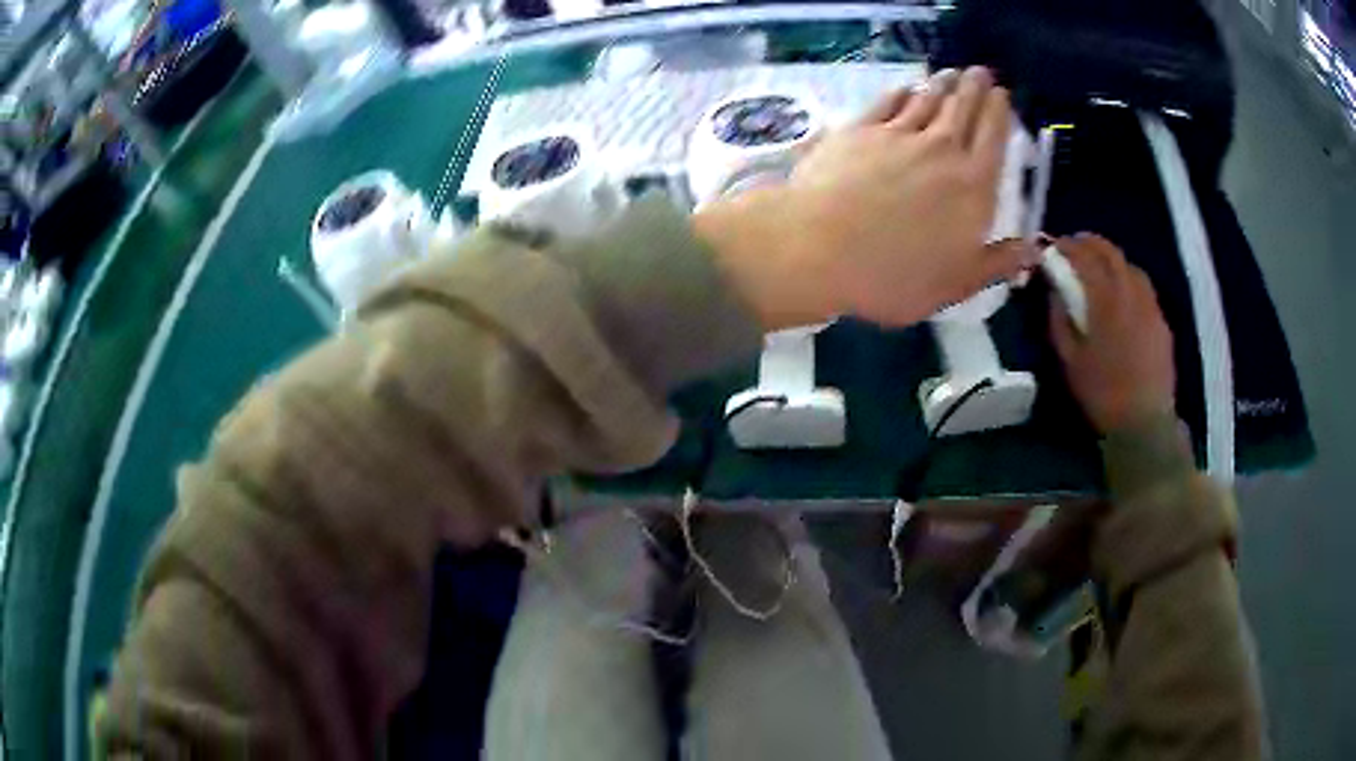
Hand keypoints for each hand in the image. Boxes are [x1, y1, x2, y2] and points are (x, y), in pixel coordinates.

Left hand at [695, 67, 1036, 329]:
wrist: (819, 248)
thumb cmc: (894, 276)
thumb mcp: (957, 284)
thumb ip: (997, 263)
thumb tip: (1034, 248)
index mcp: (972, 187)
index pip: (993, 140)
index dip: (999, 113)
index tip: (1002, 94)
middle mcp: (941, 151)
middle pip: (963, 110)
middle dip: (974, 88)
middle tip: (980, 72)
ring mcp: (898, 135)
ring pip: (928, 100)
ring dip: (943, 84)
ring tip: (951, 73)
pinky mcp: (859, 129)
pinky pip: (888, 103)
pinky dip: (902, 92)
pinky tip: (906, 88)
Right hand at [1048, 234, 1176, 433]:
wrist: (1144, 423)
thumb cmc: (1102, 393)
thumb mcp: (1069, 360)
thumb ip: (1059, 318)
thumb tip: (1054, 288)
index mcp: (1105, 301)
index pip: (1084, 258)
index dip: (1067, 246)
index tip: (1054, 245)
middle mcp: (1130, 294)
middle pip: (1111, 253)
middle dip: (1091, 243)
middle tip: (1075, 245)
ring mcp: (1150, 306)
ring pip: (1131, 266)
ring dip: (1112, 259)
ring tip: (1100, 266)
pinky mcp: (1161, 321)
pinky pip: (1144, 287)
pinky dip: (1129, 278)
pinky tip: (1122, 294)